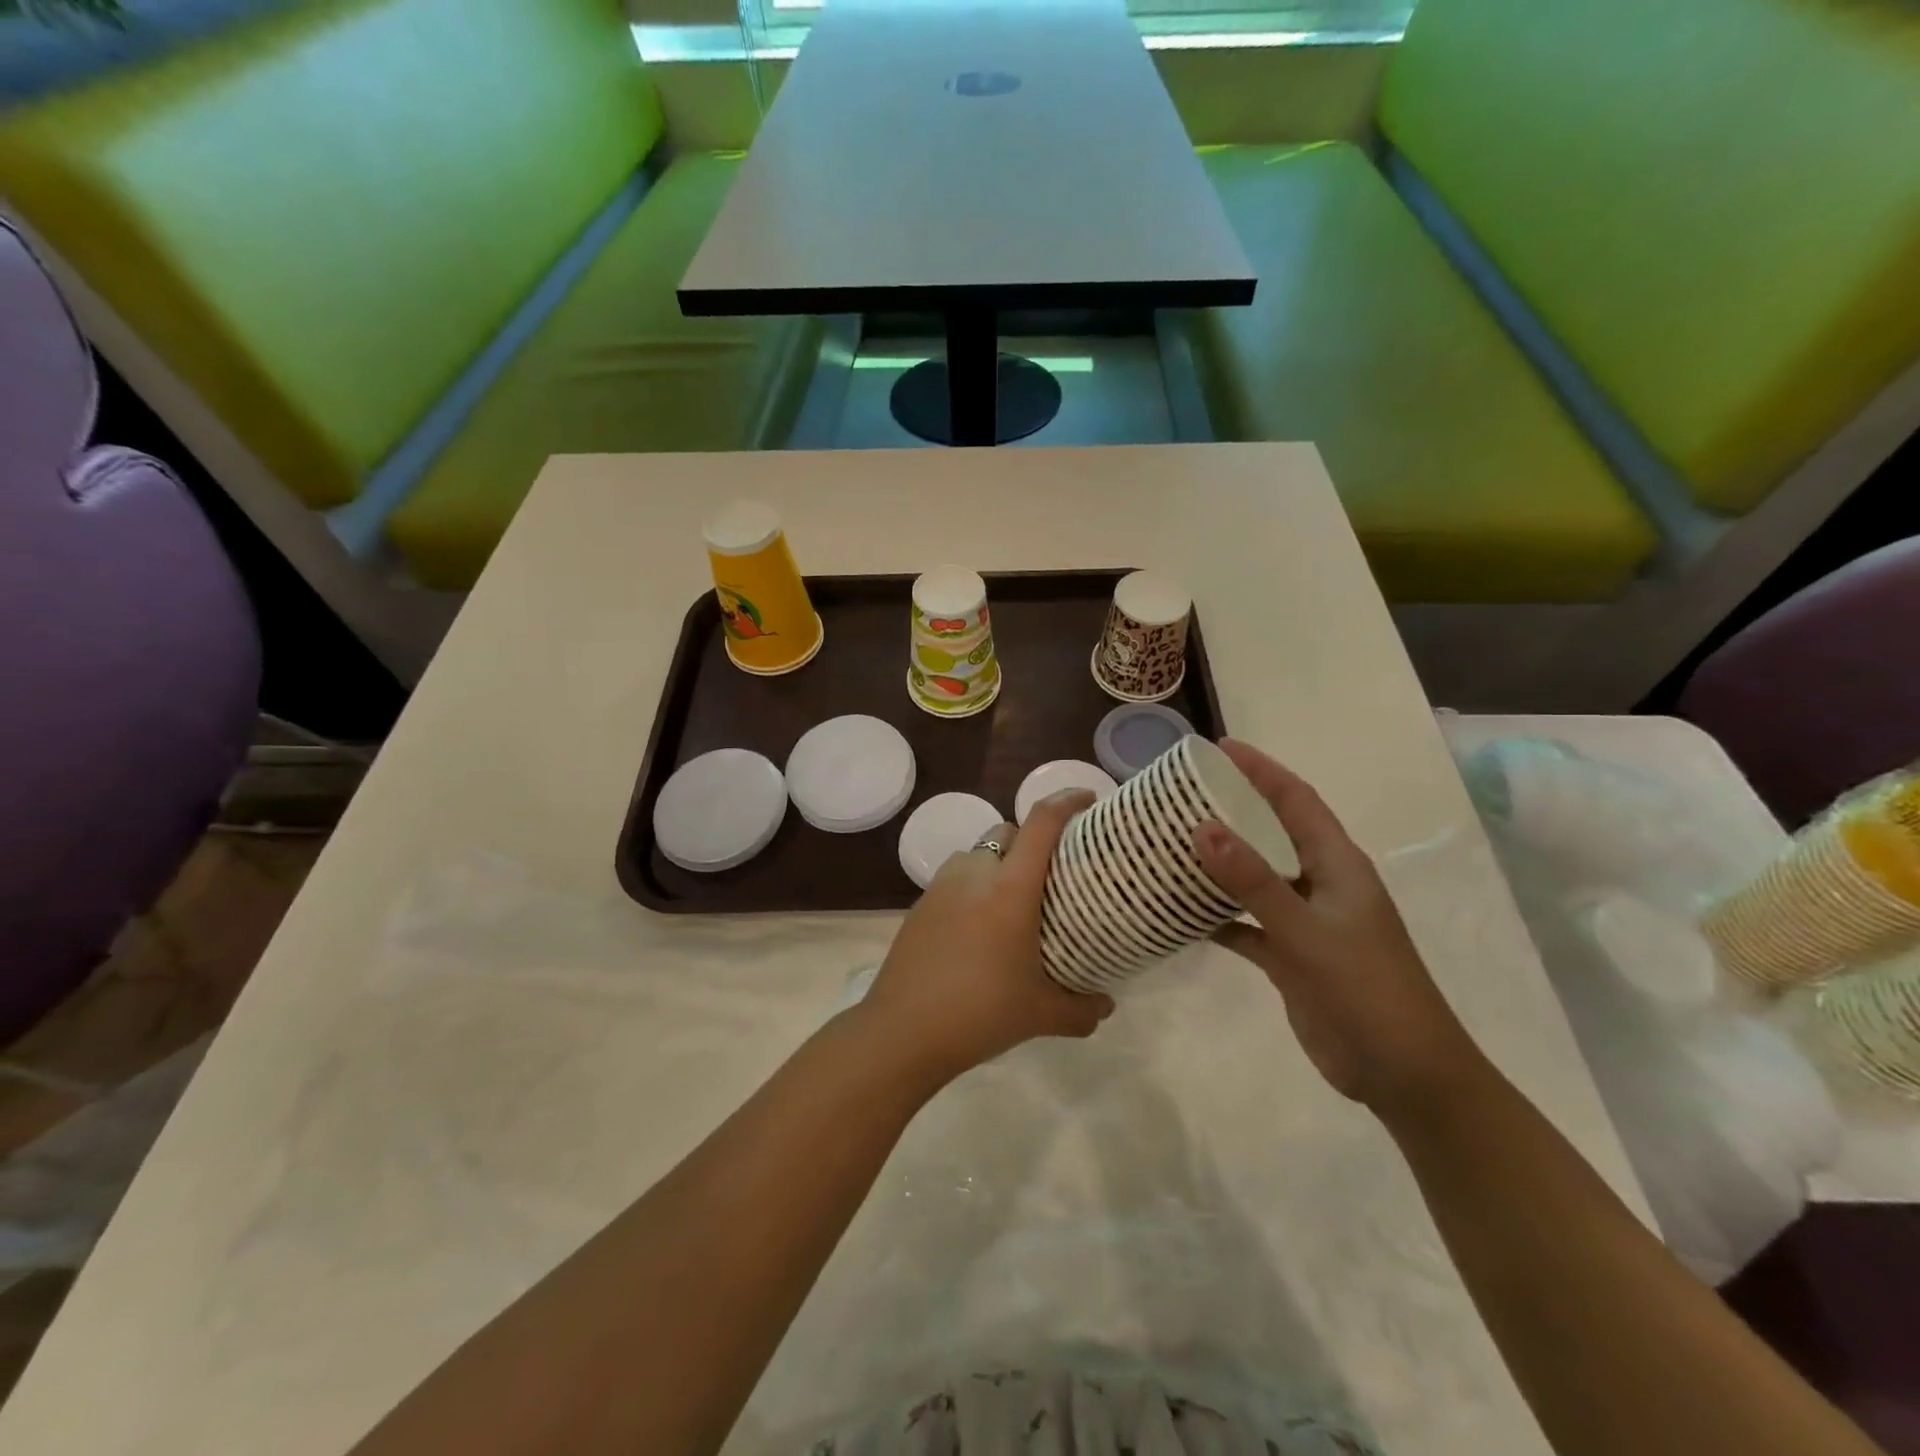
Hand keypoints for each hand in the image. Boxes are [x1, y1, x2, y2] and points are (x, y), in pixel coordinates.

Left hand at [857, 791, 1112, 1085]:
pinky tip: (979, 925)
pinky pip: (956, 877)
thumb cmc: (980, 1013)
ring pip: (979, 852)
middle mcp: (975, 873)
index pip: (1042, 823)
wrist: (902, 1030)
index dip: (1067, 801)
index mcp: (1010, 888)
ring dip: (999, 862)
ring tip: (1014, 899)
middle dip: (1033, 839)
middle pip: (1009, 832)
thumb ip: (1081, 1009)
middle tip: (1052, 871)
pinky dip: (974, 885)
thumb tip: (1106, 1007)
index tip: (1088, 799)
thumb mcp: (1041, 1015)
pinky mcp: (920, 903)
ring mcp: (942, 885)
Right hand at [1194, 740, 1487, 1117]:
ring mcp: (1304, 922)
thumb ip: (1254, 882)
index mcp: (1337, 865)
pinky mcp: (1290, 956)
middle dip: (1230, 810)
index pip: (1297, 801)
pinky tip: (1178, 913)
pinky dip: (1215, 917)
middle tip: (1179, 796)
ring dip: (1217, 864)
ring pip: (1253, 879)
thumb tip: (1203, 827)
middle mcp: (1320, 884)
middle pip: (1270, 833)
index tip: (1218, 748)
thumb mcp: (1307, 933)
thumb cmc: (1368, 992)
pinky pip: (1244, 924)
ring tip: (1168, 846)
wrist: (1406, 1077)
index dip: (1261, 770)